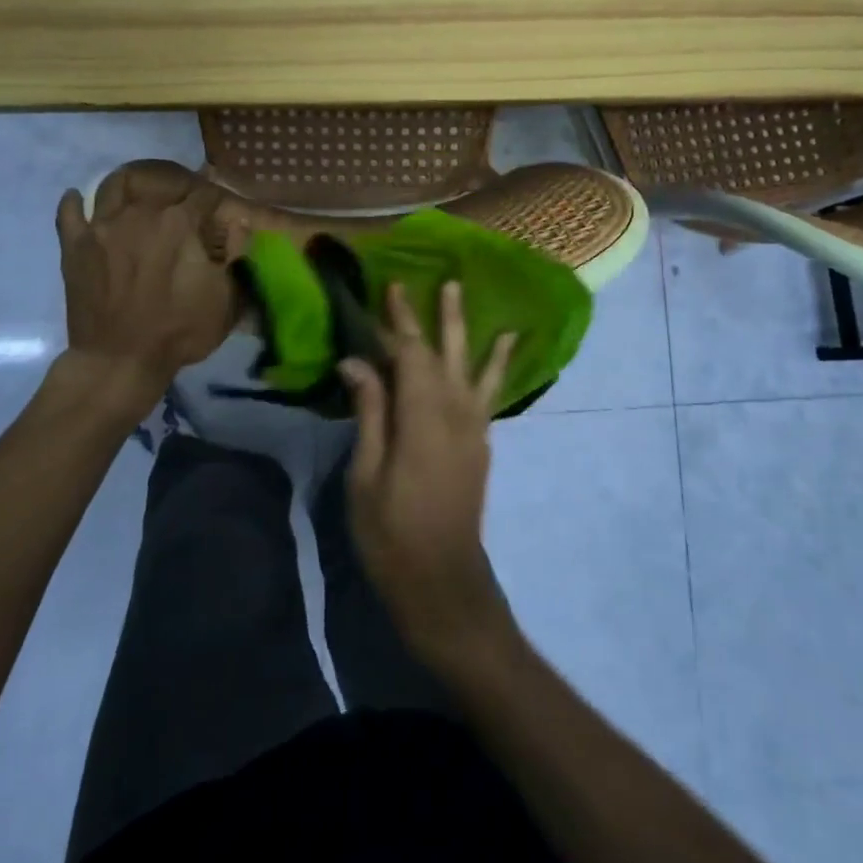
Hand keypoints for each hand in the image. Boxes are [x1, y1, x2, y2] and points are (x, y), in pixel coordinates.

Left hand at [55, 186, 236, 393]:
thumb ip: (237, 255)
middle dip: (178, 188)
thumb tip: (239, 223)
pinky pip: (69, 213)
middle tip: (185, 202)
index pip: (204, 194)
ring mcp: (102, 227)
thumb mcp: (226, 299)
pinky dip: (75, 202)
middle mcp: (140, 213)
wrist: (119, 361)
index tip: (220, 206)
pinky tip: (80, 199)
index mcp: (179, 223)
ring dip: (130, 184)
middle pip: (161, 183)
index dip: (215, 197)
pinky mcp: (74, 246)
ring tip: (138, 193)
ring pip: (114, 185)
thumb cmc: (179, 331)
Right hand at [339, 282, 518, 670]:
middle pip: (445, 351)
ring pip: (472, 365)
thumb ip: (369, 413)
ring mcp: (473, 426)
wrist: (444, 582)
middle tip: (440, 280)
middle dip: (438, 315)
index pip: (410, 354)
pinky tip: (506, 346)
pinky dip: (497, 364)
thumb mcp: (365, 475)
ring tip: (468, 298)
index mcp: (422, 417)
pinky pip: (489, 391)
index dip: (399, 322)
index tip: (390, 289)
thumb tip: (357, 362)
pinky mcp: (481, 442)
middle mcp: (455, 412)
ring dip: (468, 329)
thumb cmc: (392, 533)